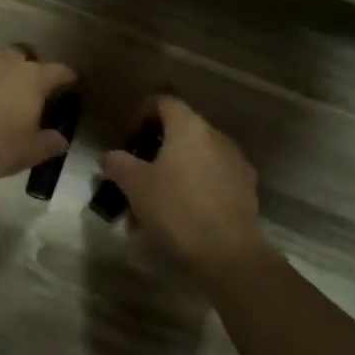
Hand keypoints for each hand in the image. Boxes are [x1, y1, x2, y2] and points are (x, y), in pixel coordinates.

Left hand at [0, 47, 78, 178]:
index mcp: (34, 78)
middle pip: (26, 57)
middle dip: (33, 70)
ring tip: (4, 100)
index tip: (74, 87)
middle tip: (34, 92)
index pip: (61, 71)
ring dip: (5, 77)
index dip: (70, 79)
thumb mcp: (29, 152)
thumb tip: (61, 139)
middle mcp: (8, 64)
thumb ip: (49, 144)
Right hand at [102, 96, 270, 276]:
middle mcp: (216, 136)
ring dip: (168, 176)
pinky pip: (209, 181)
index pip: (162, 102)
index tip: (126, 142)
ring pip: (192, 161)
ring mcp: (234, 163)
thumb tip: (110, 157)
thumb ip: (117, 163)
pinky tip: (174, 221)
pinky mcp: (244, 190)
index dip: (139, 115)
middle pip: (178, 133)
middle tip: (132, 178)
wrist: (227, 252)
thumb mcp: (134, 185)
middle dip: (151, 154)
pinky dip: (189, 191)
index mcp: (190, 127)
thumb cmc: (175, 208)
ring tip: (147, 209)